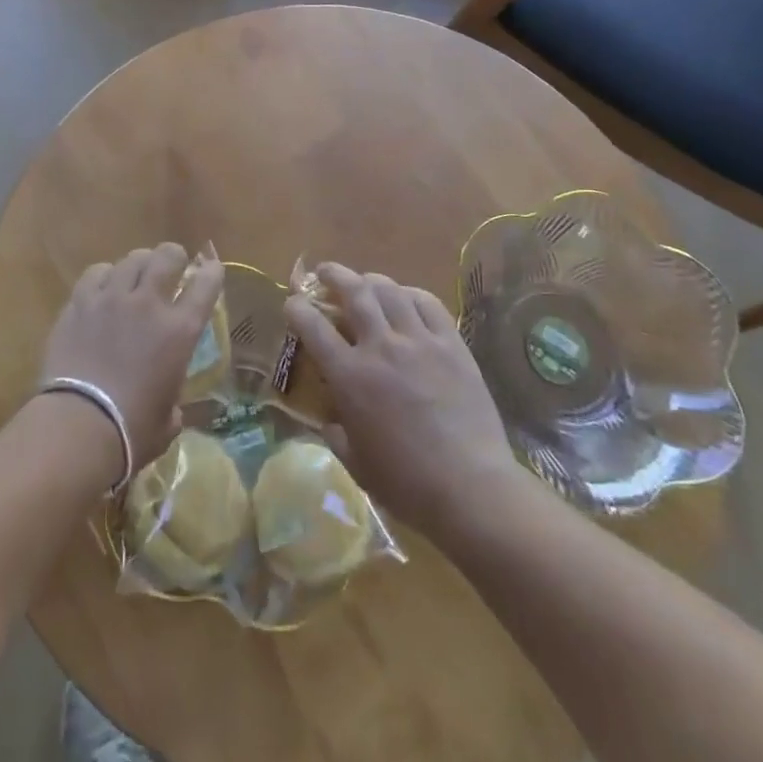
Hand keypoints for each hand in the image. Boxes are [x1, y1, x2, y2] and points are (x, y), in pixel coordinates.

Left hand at [39, 243, 224, 479]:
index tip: (211, 270)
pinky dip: (106, 275)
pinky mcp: (79, 303)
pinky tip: (104, 287)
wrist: (78, 426)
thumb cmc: (131, 432)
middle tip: (172, 266)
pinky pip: (97, 272)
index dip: (212, 272)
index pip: (206, 284)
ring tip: (137, 275)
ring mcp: (112, 299)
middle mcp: (149, 304)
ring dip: (140, 264)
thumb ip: (173, 402)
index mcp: (180, 331)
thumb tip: (168, 407)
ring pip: (132, 259)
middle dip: (174, 256)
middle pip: (167, 256)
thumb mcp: (168, 421)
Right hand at [284, 263, 521, 540]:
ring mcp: (419, 342)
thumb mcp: (355, 462)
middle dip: (334, 275)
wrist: (470, 488)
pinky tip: (406, 299)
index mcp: (349, 376)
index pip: (313, 326)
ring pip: (390, 290)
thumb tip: (331, 419)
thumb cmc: (405, 484)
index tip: (292, 302)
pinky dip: (411, 294)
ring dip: (371, 280)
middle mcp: (380, 347)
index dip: (297, 309)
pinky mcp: (452, 345)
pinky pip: (429, 304)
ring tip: (365, 282)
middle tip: (326, 273)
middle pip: (353, 292)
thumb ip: (336, 433)